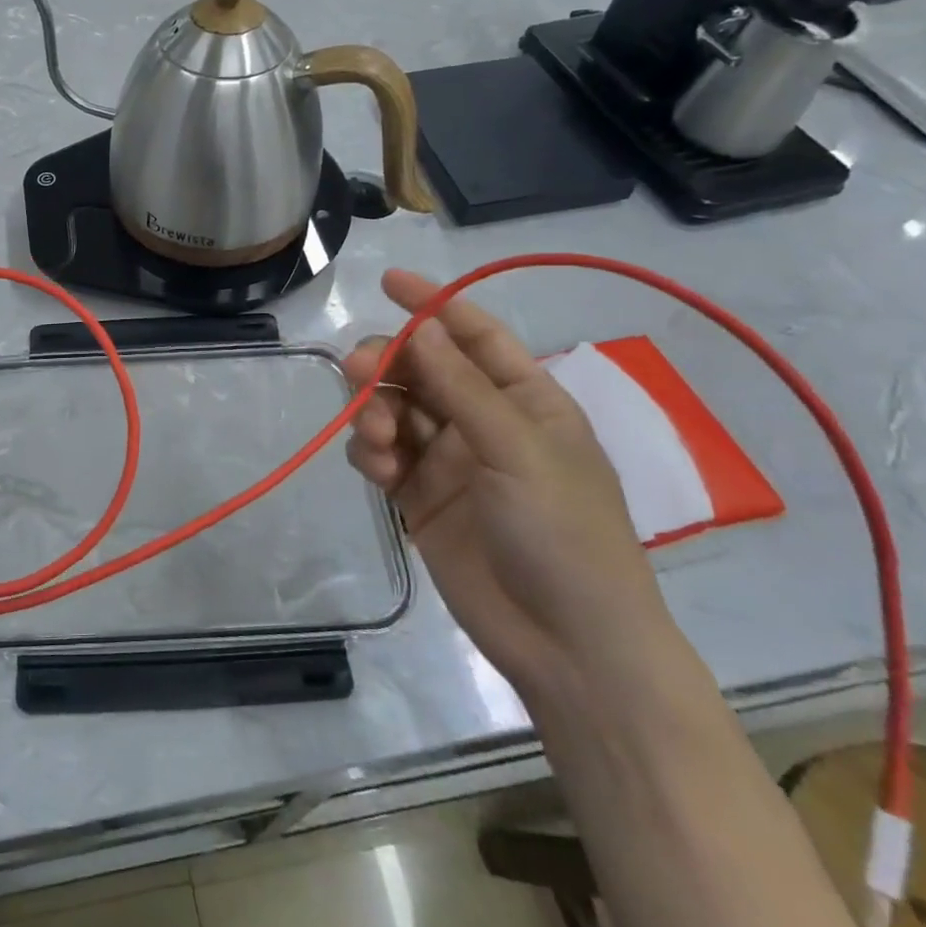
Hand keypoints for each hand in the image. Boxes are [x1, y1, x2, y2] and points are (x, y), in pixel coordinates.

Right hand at [344, 270, 673, 704]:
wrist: (566, 645)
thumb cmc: (563, 534)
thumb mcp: (517, 450)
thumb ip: (462, 387)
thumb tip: (422, 324)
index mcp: (525, 399)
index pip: (474, 335)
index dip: (433, 304)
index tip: (388, 281)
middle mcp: (483, 420)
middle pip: (421, 369)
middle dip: (388, 364)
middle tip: (359, 372)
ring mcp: (448, 459)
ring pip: (394, 408)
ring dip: (375, 411)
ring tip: (377, 440)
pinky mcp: (419, 496)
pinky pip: (381, 454)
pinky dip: (370, 453)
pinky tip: (377, 470)